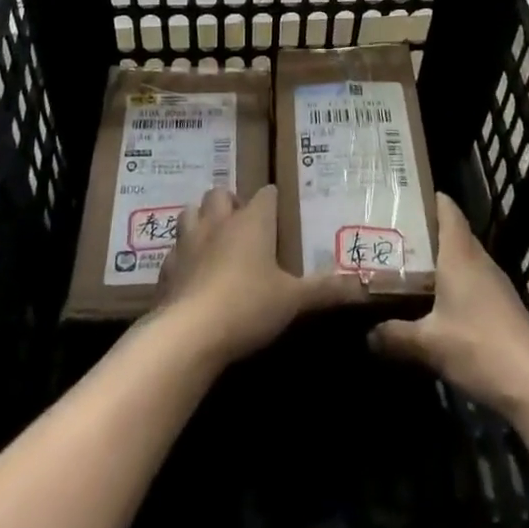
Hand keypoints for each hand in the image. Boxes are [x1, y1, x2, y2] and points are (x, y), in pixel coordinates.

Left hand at [155, 185, 362, 365]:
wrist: (189, 334)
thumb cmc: (247, 306)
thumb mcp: (294, 300)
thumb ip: (325, 290)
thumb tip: (361, 286)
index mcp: (252, 221)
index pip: (265, 194)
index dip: (273, 200)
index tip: (280, 212)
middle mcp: (217, 222)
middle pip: (220, 193)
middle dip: (231, 202)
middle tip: (243, 224)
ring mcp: (188, 242)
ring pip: (190, 212)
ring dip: (201, 219)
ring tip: (214, 240)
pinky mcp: (166, 268)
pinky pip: (173, 250)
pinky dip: (183, 256)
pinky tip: (191, 273)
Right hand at [369, 193, 528, 413]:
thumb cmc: (479, 348)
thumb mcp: (428, 344)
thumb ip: (395, 336)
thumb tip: (367, 335)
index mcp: (460, 253)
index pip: (446, 207)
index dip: (425, 198)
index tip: (398, 198)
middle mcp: (477, 259)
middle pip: (450, 231)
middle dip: (422, 231)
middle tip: (388, 234)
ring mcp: (493, 283)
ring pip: (460, 257)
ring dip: (435, 258)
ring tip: (402, 265)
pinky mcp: (501, 306)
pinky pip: (470, 280)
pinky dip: (449, 282)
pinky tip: (431, 301)